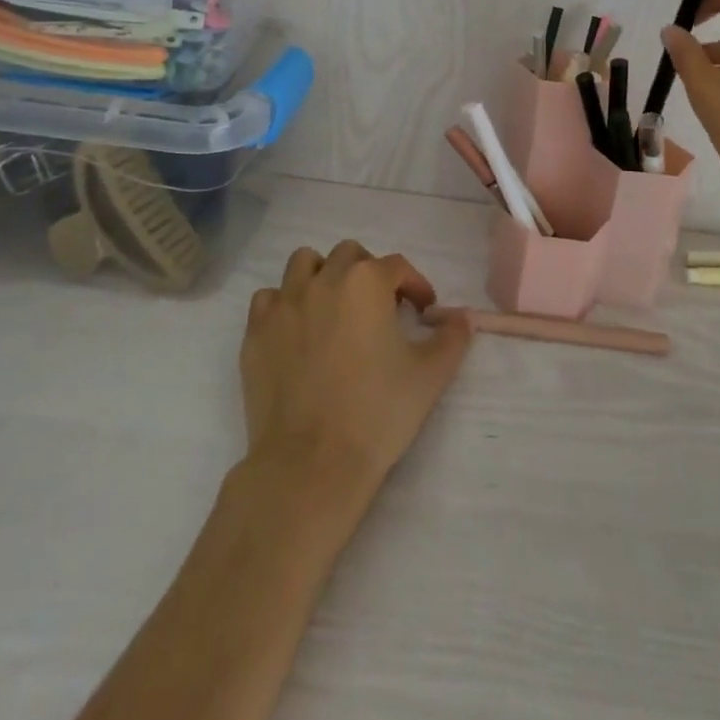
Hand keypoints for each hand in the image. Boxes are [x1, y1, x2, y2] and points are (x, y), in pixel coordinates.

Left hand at [241, 240, 471, 494]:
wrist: (311, 464)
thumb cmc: (378, 412)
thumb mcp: (430, 375)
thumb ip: (452, 337)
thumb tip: (463, 318)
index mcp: (368, 282)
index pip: (398, 266)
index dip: (415, 285)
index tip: (423, 311)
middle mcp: (324, 280)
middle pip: (349, 254)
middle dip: (369, 273)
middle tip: (380, 308)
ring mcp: (284, 305)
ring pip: (304, 263)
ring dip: (323, 275)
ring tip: (335, 308)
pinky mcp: (256, 333)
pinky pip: (268, 299)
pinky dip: (284, 305)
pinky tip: (297, 331)